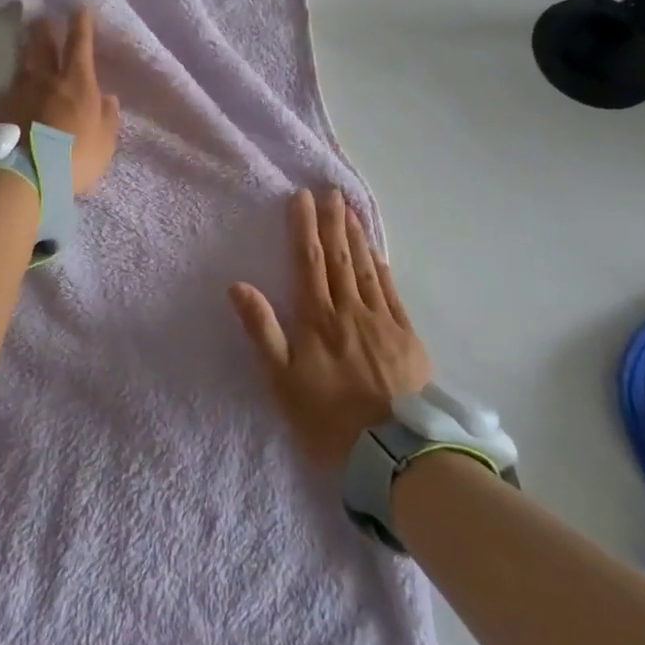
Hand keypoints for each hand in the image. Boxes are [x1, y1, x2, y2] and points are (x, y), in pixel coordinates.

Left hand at [0, 7, 120, 194]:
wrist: (26, 174)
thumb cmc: (74, 157)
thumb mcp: (104, 141)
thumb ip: (107, 117)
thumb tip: (107, 97)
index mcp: (78, 81)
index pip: (80, 43)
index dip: (81, 24)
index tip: (79, 9)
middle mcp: (47, 78)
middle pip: (43, 43)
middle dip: (45, 28)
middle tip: (43, 17)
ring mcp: (20, 91)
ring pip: (22, 61)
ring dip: (25, 49)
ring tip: (25, 42)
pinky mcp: (0, 108)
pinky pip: (5, 89)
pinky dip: (10, 85)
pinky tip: (8, 87)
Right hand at [229, 188, 431, 469]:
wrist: (393, 453)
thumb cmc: (327, 418)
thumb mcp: (281, 380)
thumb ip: (261, 330)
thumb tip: (238, 285)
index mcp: (317, 318)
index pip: (308, 262)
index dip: (303, 227)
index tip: (301, 197)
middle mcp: (349, 310)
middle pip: (338, 257)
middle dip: (332, 222)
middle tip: (330, 191)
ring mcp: (381, 321)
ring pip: (366, 268)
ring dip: (356, 237)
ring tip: (350, 210)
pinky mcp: (407, 337)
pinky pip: (392, 292)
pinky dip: (383, 268)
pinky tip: (378, 253)